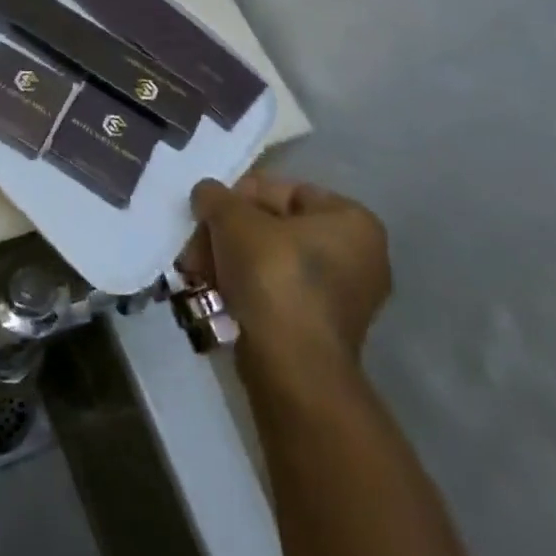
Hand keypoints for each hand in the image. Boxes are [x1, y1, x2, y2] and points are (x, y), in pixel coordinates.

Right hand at [183, 174, 390, 391]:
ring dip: (230, 259)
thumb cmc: (272, 273)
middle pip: (275, 228)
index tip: (210, 209)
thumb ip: (215, 196)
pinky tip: (212, 290)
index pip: (286, 190)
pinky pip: (277, 292)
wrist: (290, 364)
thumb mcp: (232, 217)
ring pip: (272, 261)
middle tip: (197, 242)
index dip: (241, 195)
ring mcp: (343, 299)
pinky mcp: (321, 331)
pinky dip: (245, 287)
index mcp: (352, 221)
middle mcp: (359, 258)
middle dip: (229, 232)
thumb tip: (207, 195)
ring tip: (197, 268)